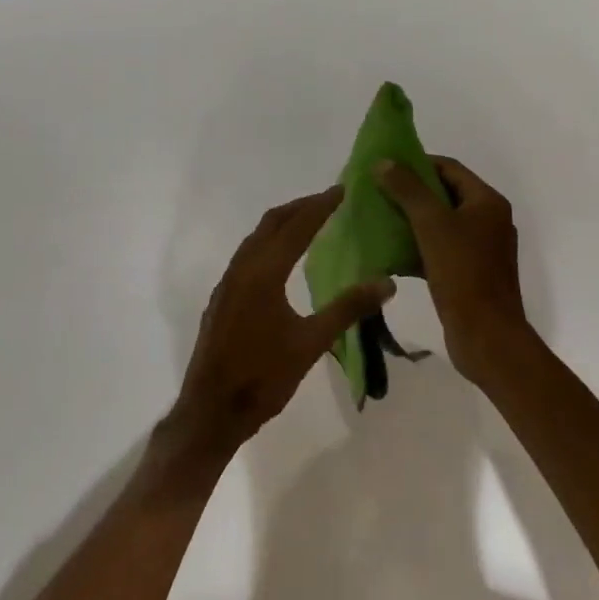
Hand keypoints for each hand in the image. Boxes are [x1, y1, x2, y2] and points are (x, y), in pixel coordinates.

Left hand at [162, 188, 394, 465]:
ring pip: (256, 238)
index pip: (297, 226)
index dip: (320, 205)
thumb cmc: (263, 377)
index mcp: (263, 272)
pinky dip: (269, 243)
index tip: (343, 189)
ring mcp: (228, 282)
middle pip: (272, 223)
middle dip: (300, 207)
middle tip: (330, 200)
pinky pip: (248, 255)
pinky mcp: (222, 298)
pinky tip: (282, 260)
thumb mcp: (311, 343)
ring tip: (310, 222)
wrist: (211, 410)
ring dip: (283, 223)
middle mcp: (242, 268)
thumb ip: (348, 309)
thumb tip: (387, 282)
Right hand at [376, 157, 533, 382]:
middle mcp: (488, 221)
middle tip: (377, 192)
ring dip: (410, 219)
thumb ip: (407, 189)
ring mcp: (480, 249)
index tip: (385, 167)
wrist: (487, 336)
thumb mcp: (431, 224)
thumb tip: (384, 162)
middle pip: (444, 194)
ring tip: (377, 218)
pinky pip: (439, 249)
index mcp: (487, 202)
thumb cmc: (463, 272)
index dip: (417, 163)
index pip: (449, 168)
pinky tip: (389, 252)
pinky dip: (416, 246)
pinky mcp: (469, 274)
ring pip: (439, 223)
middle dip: (409, 192)